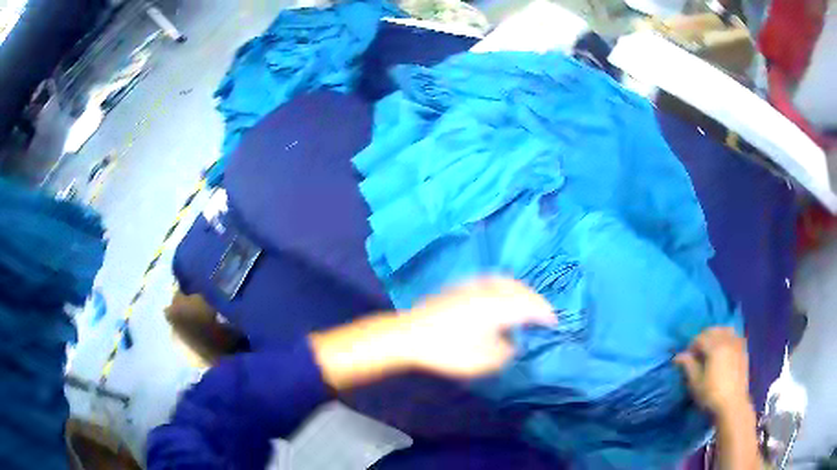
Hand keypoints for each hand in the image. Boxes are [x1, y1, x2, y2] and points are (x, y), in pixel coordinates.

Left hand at [402, 278, 556, 377]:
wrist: (410, 335)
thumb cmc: (449, 351)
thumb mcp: (484, 361)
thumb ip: (506, 351)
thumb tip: (512, 342)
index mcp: (499, 307)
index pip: (530, 306)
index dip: (545, 314)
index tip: (554, 322)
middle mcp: (489, 291)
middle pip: (520, 290)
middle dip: (534, 300)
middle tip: (542, 313)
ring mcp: (473, 286)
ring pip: (505, 282)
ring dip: (520, 291)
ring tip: (525, 303)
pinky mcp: (459, 287)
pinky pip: (490, 282)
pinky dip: (503, 287)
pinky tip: (499, 297)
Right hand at [675, 327, 751, 417]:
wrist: (732, 404)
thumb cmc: (711, 395)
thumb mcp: (696, 383)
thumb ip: (688, 366)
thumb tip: (678, 356)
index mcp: (715, 347)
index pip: (700, 337)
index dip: (691, 346)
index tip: (687, 359)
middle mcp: (727, 340)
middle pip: (713, 330)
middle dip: (703, 338)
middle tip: (698, 353)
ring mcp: (737, 344)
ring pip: (725, 330)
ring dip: (716, 335)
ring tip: (711, 349)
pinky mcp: (743, 350)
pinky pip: (734, 336)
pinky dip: (727, 338)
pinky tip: (723, 351)